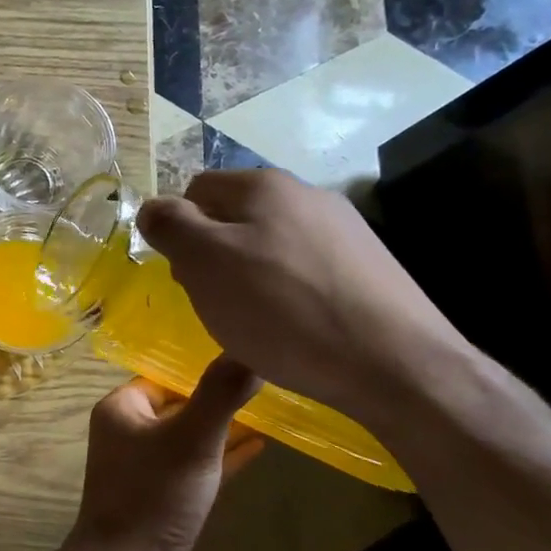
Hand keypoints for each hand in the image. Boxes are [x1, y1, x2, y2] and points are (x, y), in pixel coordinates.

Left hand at [69, 358, 264, 550]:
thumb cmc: (155, 494)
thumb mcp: (192, 438)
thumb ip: (220, 393)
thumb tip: (249, 348)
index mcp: (122, 408)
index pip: (165, 375)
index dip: (202, 369)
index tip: (245, 359)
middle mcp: (127, 432)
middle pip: (179, 404)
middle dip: (217, 397)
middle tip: (265, 382)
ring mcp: (143, 467)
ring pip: (189, 437)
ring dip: (223, 427)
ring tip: (269, 409)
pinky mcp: (161, 497)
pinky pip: (195, 466)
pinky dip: (222, 457)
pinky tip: (258, 447)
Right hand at [135, 170, 470, 426]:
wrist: (397, 365)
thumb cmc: (284, 310)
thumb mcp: (205, 263)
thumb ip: (170, 226)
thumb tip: (152, 208)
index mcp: (263, 185)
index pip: (195, 191)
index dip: (179, 232)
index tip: (186, 277)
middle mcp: (306, 194)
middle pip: (233, 218)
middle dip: (213, 256)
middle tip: (217, 303)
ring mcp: (343, 229)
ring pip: (268, 246)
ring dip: (248, 277)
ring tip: (257, 323)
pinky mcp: (367, 267)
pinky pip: (304, 270)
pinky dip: (287, 294)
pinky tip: (296, 328)